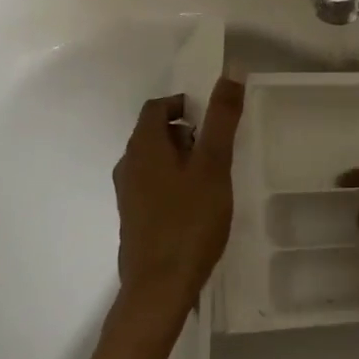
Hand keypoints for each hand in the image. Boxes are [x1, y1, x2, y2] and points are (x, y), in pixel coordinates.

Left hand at [113, 77, 244, 320]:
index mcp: (143, 146)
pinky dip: (174, 183)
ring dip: (182, 159)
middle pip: (155, 132)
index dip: (184, 104)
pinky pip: (153, 185)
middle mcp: (128, 164)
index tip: (213, 120)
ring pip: (155, 160)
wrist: (159, 287)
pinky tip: (197, 207)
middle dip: (187, 133)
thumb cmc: (189, 220)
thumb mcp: (213, 165)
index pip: (158, 106)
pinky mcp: (133, 218)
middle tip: (218, 151)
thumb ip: (221, 119)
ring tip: (212, 180)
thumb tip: (230, 71)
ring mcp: (128, 194)